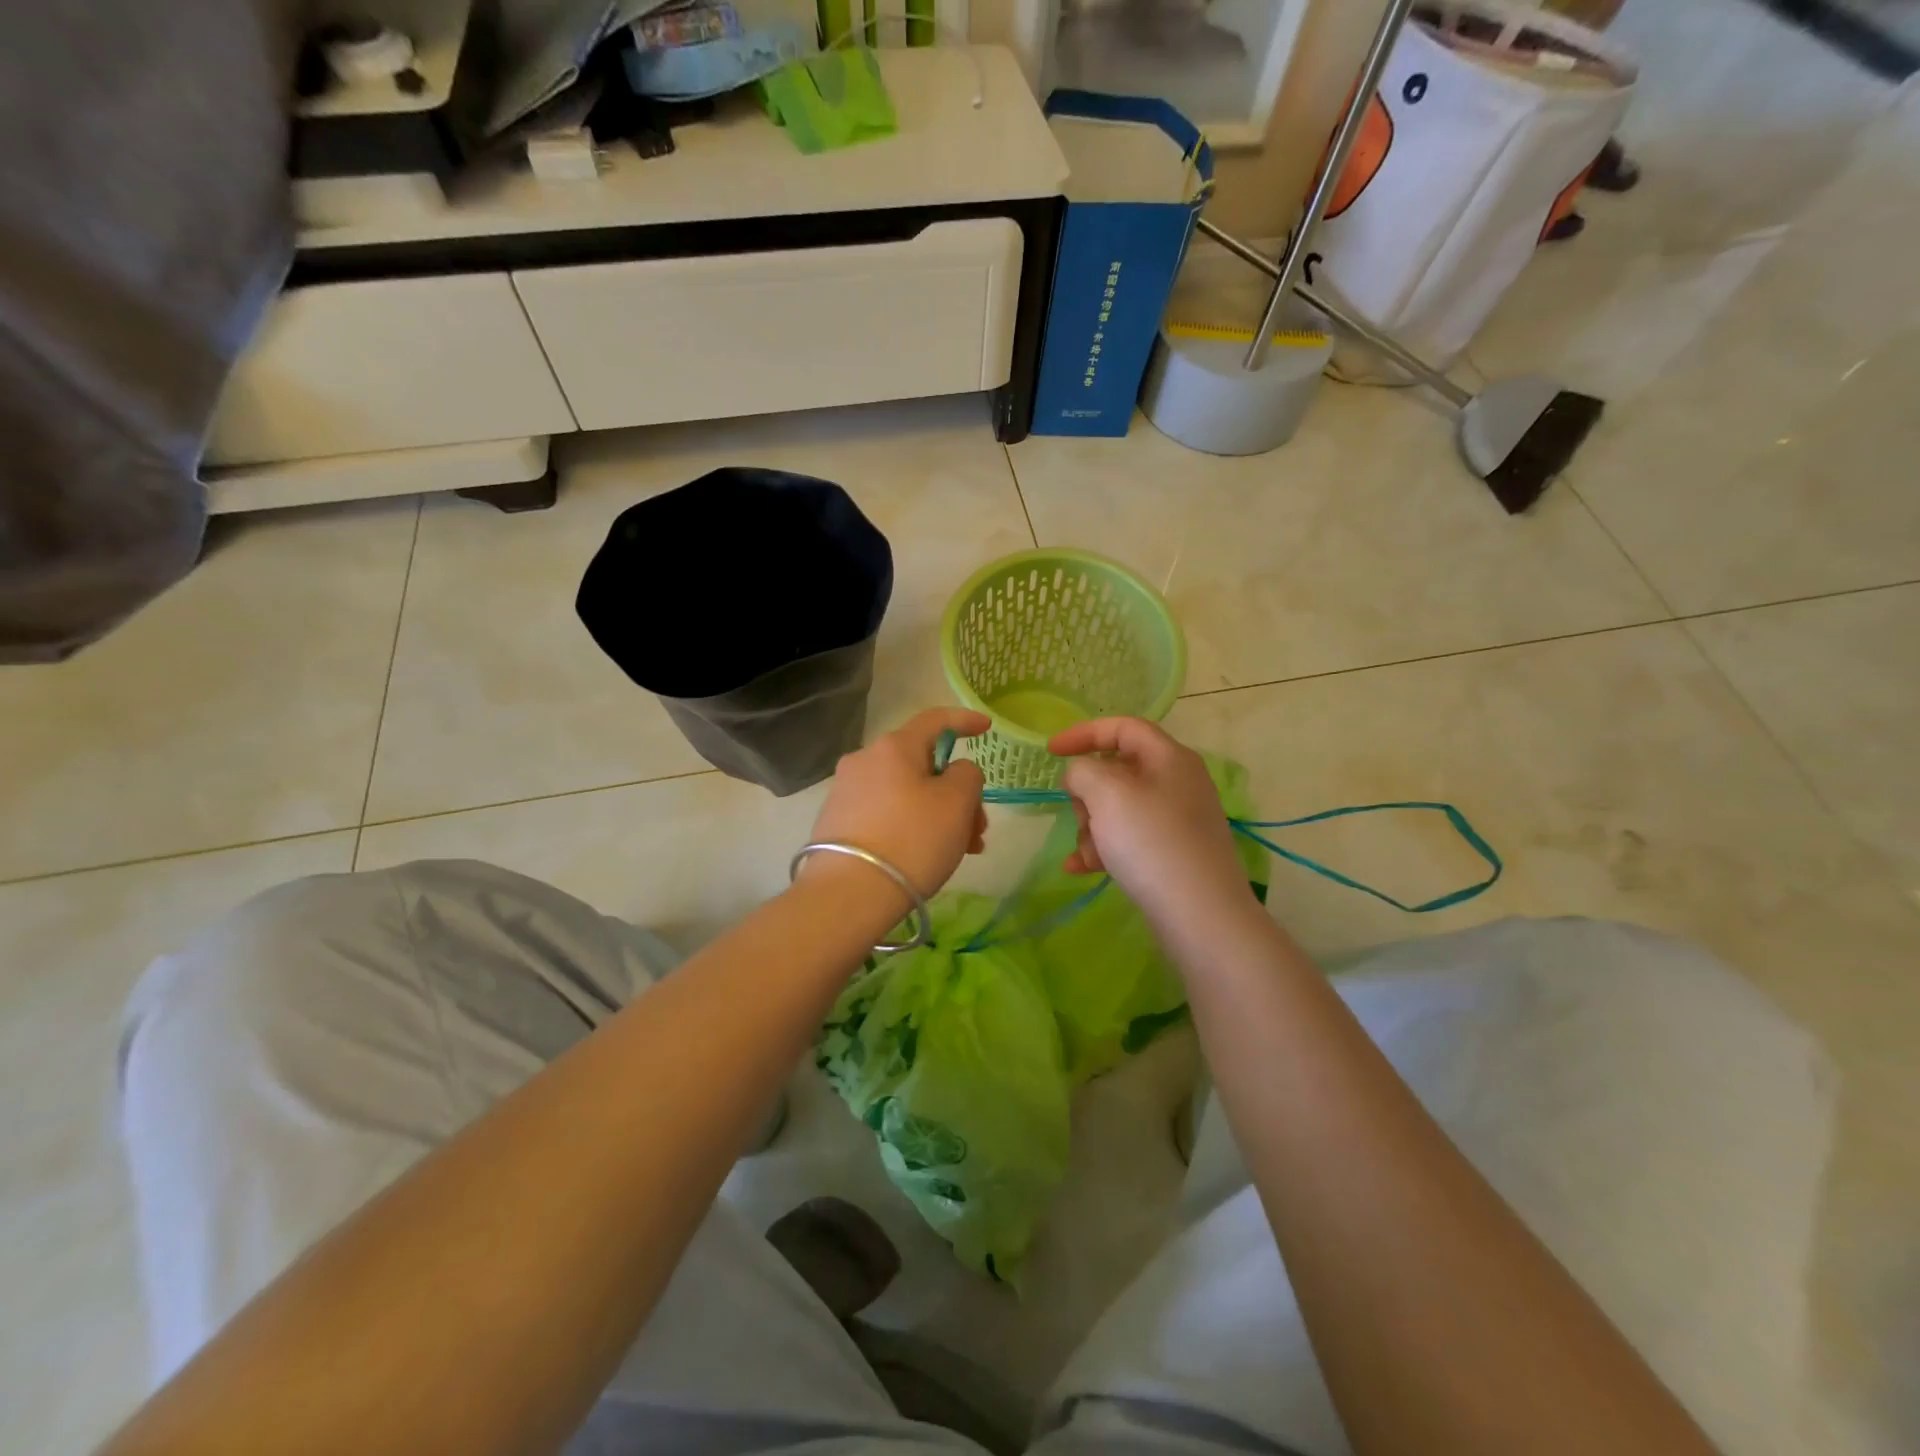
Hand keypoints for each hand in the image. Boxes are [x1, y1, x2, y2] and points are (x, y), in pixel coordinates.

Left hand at [806, 708, 989, 901]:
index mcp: (894, 746)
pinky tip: (925, 858)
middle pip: (923, 765)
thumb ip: (967, 775)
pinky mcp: (836, 822)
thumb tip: (953, 773)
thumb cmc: (912, 840)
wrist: (848, 895)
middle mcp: (864, 760)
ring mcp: (846, 792)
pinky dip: (912, 827)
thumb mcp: (957, 803)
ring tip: (959, 852)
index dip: (965, 720)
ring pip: (907, 794)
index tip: (987, 727)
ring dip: (938, 815)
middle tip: (978, 829)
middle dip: (957, 793)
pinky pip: (886, 814)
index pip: (935, 719)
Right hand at [1049, 718, 1262, 945]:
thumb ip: (1083, 771)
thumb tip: (1081, 777)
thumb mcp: (1107, 794)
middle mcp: (1177, 783)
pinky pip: (1128, 839)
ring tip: (1088, 853)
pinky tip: (1080, 868)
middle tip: (1079, 814)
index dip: (1084, 733)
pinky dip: (1103, 849)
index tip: (1050, 752)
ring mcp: (1177, 820)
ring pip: (1118, 809)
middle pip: (1117, 771)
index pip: (1123, 728)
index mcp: (1169, 758)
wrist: (1200, 914)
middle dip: (1087, 792)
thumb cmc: (1151, 842)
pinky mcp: (1172, 853)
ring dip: (1093, 826)